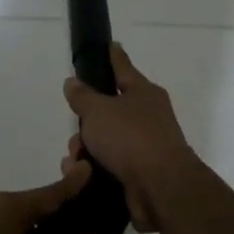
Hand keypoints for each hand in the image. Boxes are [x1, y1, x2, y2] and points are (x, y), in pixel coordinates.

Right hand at [61, 42, 201, 232]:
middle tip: (76, 134)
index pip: (123, 67)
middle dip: (85, 123)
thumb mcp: (98, 111)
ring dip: (85, 149)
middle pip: (107, 110)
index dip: (113, 56)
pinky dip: (93, 169)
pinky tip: (80, 176)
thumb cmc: (130, 138)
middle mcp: (147, 116)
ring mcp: (145, 146)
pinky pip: (109, 165)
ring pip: (105, 140)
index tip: (110, 44)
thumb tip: (73, 82)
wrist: (160, 189)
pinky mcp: (139, 174)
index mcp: (143, 92)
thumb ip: (82, 96)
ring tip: (76, 163)